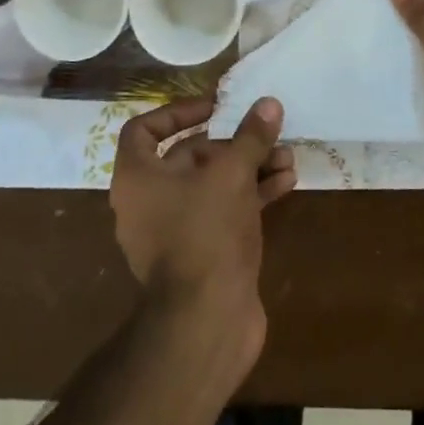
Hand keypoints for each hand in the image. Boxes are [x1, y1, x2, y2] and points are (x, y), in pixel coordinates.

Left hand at [109, 96, 296, 365]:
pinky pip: (223, 212)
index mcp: (137, 178)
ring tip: (286, 157)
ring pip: (211, 186)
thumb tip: (268, 103)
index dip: (176, 112)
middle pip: (188, 157)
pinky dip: (250, 196)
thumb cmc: (206, 232)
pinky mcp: (200, 255)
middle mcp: (148, 203)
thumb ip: (250, 137)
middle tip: (265, 133)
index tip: (213, 108)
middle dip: (231, 144)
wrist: (207, 321)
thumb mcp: (232, 174)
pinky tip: (286, 184)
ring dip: (248, 168)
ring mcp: (174, 232)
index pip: (143, 130)